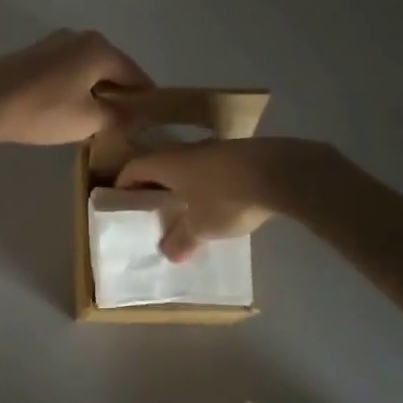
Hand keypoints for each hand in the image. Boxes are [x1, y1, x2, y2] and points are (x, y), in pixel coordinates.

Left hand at [0, 30, 152, 148]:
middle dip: (118, 96)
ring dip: (94, 92)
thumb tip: (134, 117)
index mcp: (100, 48)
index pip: (136, 76)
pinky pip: (66, 70)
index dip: (145, 101)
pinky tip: (66, 110)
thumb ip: (118, 117)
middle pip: (111, 69)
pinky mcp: (33, 54)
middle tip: (122, 127)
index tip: (150, 125)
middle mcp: (80, 37)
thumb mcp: (88, 120)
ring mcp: (54, 42)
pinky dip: (73, 88)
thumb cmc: (43, 109)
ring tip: (93, 122)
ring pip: (87, 70)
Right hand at [117, 137, 335, 261]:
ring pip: (188, 166)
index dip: (124, 184)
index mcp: (168, 163)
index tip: (121, 202)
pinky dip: (207, 184)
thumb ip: (182, 239)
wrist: (280, 172)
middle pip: (160, 165)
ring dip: (183, 184)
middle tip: (152, 208)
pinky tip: (219, 202)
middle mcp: (186, 150)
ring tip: (186, 208)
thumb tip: (168, 253)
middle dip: (154, 185)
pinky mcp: (240, 154)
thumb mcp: (201, 227)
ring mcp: (215, 148)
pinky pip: (212, 168)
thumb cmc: (227, 198)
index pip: (134, 168)